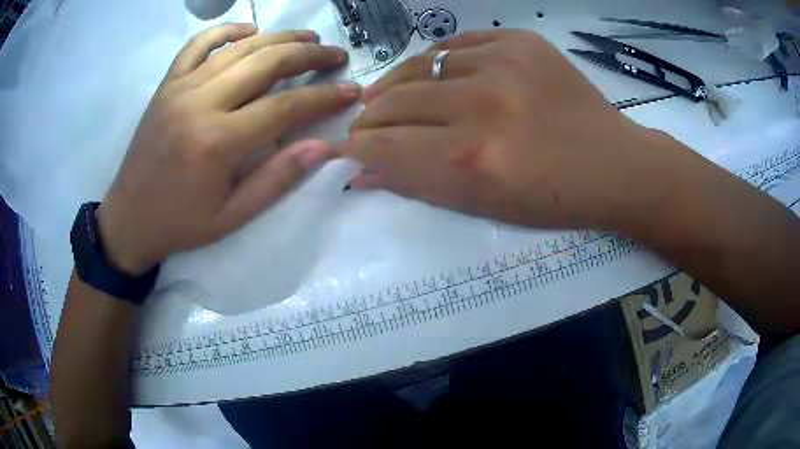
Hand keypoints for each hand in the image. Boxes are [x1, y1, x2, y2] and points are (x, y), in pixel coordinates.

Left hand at [97, 23, 360, 273]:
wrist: (128, 218)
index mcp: (217, 143)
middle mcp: (200, 104)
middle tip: (336, 54)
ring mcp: (180, 88)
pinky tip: (249, 31)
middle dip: (309, 55)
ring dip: (279, 38)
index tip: (352, 90)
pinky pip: (197, 45)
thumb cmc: (179, 223)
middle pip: (266, 63)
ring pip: (239, 48)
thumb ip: (276, 179)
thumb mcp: (231, 217)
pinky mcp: (166, 85)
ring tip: (307, 38)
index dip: (324, 96)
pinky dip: (226, 31)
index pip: (285, 107)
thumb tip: (322, 147)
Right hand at [344, 30, 690, 230]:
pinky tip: (441, 76)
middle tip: (366, 124)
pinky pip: (457, 44)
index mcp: (474, 160)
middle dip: (371, 117)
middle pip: (396, 100)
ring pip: (421, 65)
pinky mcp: (521, 42)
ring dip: (400, 85)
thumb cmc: (553, 198)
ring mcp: (504, 64)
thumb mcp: (484, 207)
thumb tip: (364, 169)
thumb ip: (419, 183)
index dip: (358, 147)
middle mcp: (483, 106)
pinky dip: (440, 62)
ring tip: (394, 96)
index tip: (347, 147)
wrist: (614, 164)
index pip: (387, 146)